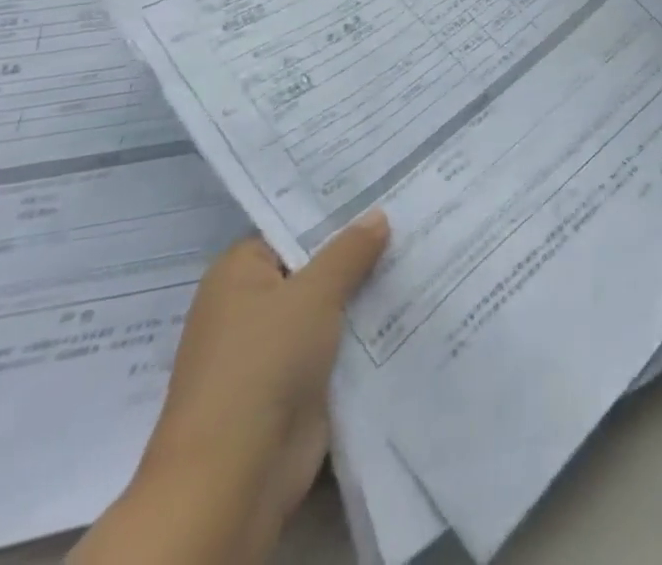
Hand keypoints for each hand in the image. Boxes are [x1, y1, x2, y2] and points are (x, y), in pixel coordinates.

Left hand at [126, 211, 389, 556]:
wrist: (235, 477)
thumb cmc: (262, 365)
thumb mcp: (314, 292)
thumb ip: (350, 250)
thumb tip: (378, 215)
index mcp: (239, 274)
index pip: (293, 225)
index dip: (337, 207)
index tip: (384, 185)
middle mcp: (253, 305)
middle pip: (316, 264)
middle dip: (361, 247)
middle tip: (417, 209)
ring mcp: (276, 347)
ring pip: (332, 303)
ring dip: (369, 288)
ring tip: (426, 247)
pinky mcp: (299, 382)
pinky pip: (341, 340)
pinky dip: (369, 326)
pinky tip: (414, 300)